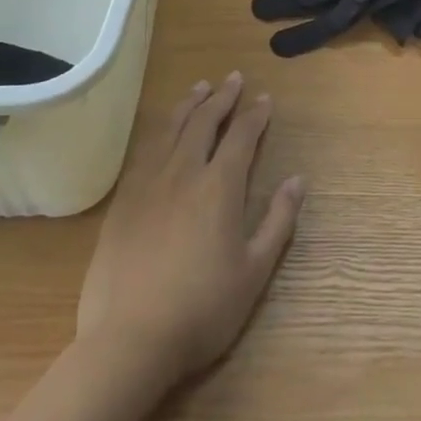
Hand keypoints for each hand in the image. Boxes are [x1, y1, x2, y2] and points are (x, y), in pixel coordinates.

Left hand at [76, 73, 304, 387]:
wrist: (129, 340)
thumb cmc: (202, 309)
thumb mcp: (255, 271)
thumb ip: (278, 220)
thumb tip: (298, 180)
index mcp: (219, 187)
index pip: (241, 137)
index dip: (255, 115)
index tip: (264, 98)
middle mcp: (183, 174)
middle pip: (203, 122)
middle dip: (222, 98)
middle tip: (233, 79)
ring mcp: (148, 185)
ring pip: (170, 130)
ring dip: (189, 105)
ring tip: (199, 88)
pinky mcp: (123, 203)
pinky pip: (144, 152)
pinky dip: (160, 131)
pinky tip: (163, 132)